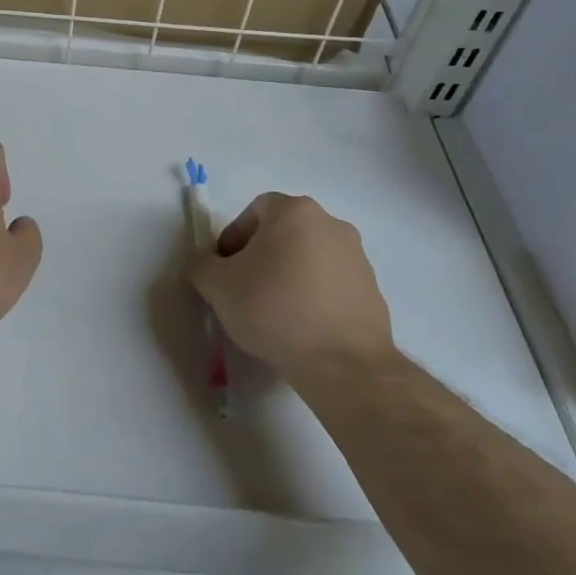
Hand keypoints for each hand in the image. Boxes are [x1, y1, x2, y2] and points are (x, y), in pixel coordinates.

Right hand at [187, 193, 393, 376]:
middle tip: (245, 287)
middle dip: (261, 255)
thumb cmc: (274, 309)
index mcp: (294, 212)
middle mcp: (331, 224)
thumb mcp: (216, 285)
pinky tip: (302, 326)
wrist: (343, 364)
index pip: (255, 211)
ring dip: (289, 275)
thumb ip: (202, 265)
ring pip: (309, 257)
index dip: (234, 237)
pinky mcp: (373, 290)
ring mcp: (357, 257)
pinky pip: (331, 283)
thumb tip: (208, 264)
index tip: (225, 269)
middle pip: (284, 232)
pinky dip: (314, 296)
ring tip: (274, 311)